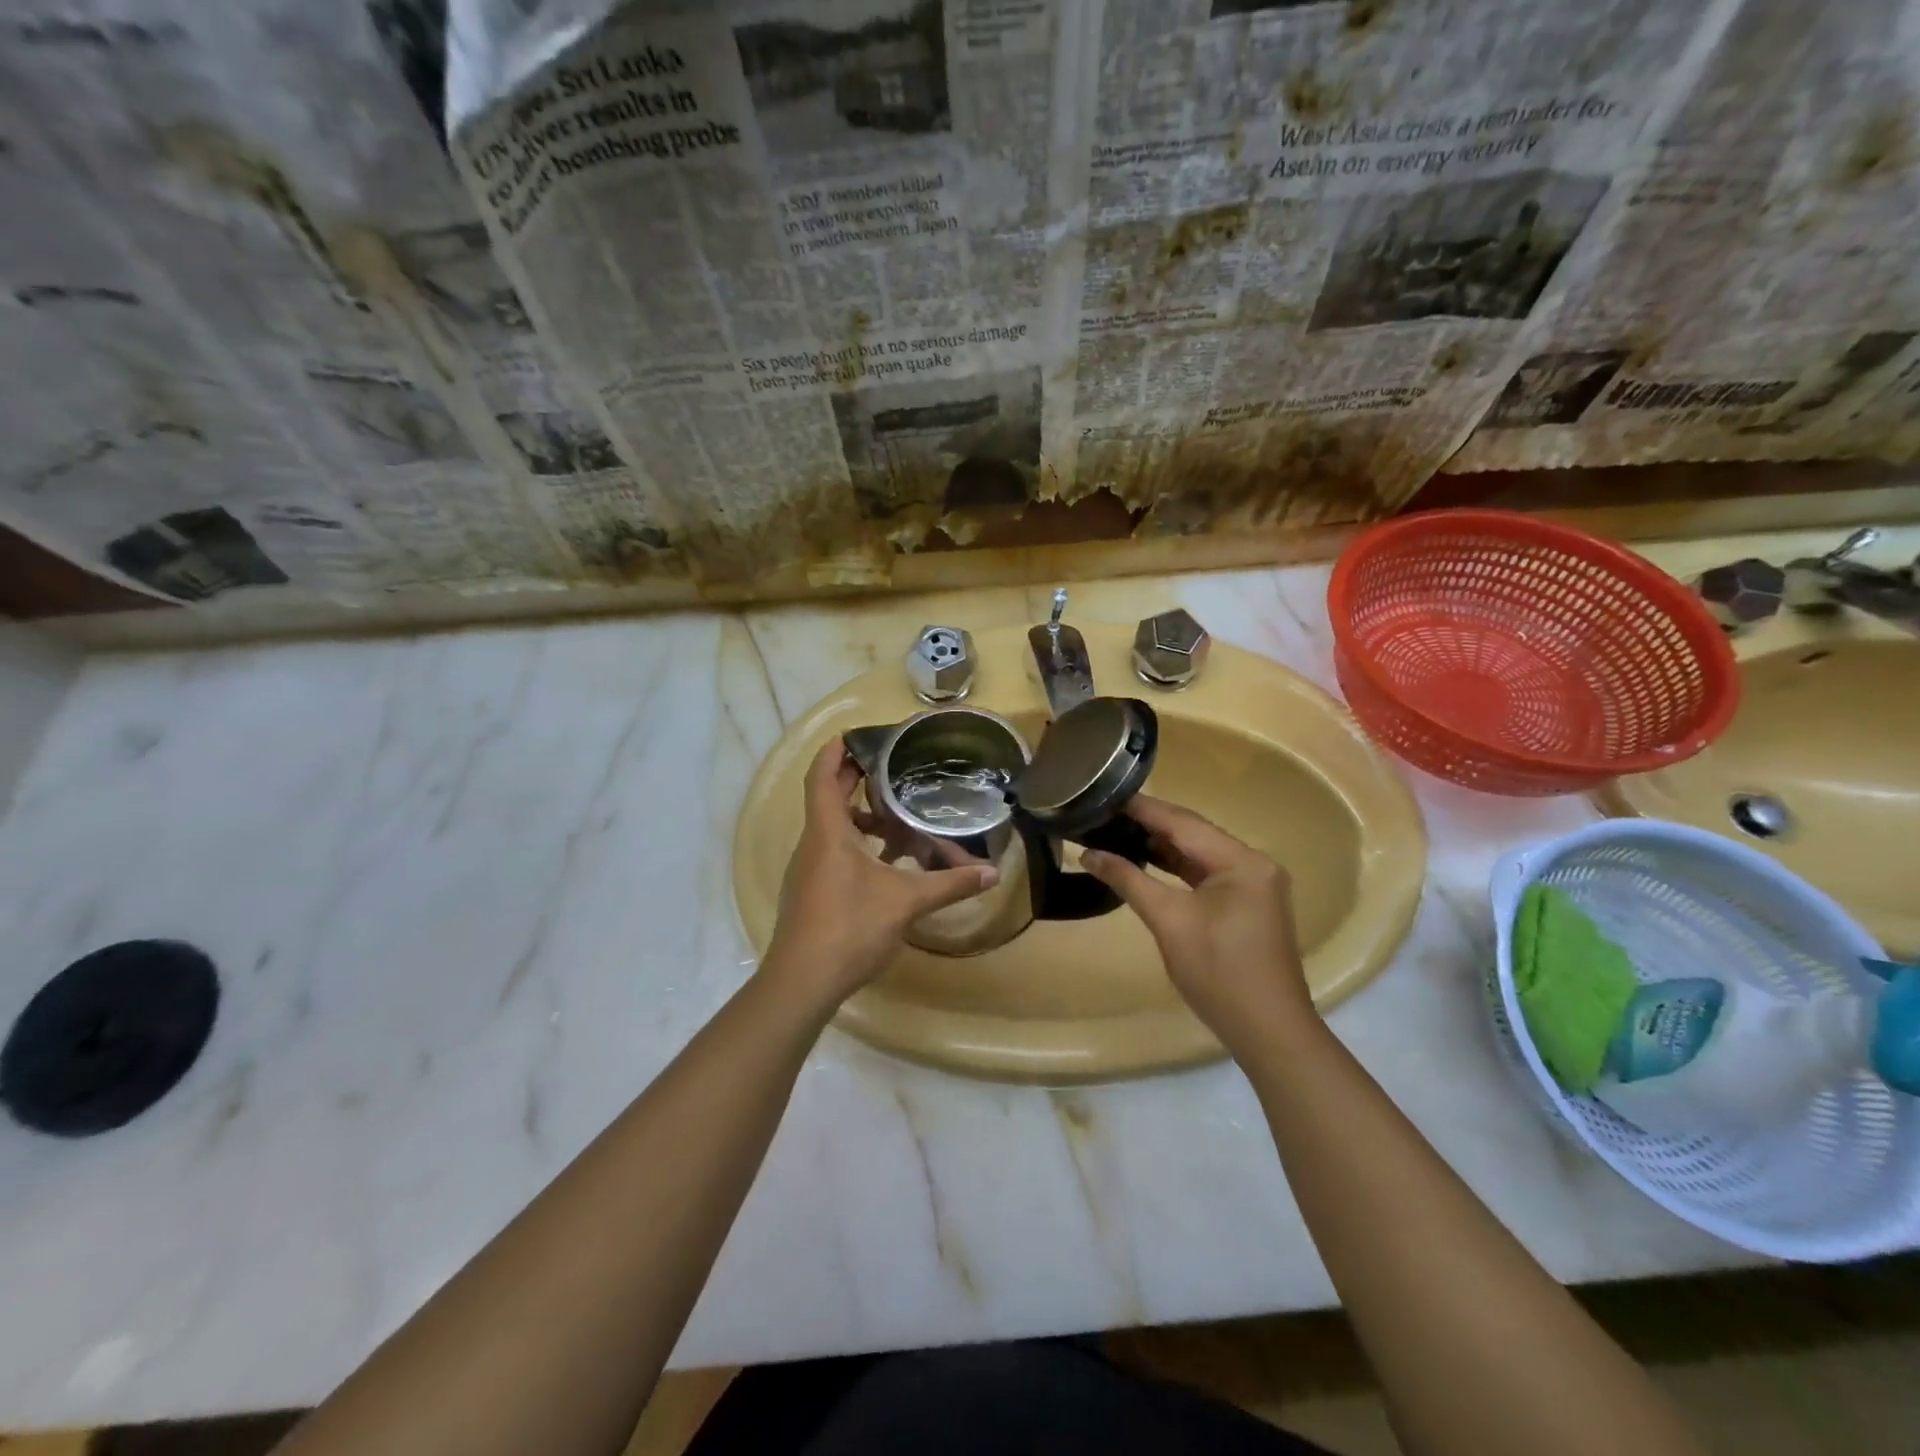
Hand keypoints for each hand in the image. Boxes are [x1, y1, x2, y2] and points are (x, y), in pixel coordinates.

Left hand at [764, 739, 997, 1006]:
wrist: (802, 982)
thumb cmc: (850, 927)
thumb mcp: (906, 902)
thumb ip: (949, 884)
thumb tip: (993, 873)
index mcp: (827, 833)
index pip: (822, 778)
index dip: (834, 753)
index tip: (853, 735)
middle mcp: (812, 845)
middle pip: (829, 800)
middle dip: (856, 782)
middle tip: (890, 770)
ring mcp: (807, 871)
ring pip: (833, 831)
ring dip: (861, 821)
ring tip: (898, 820)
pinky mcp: (810, 893)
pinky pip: (833, 854)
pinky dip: (858, 848)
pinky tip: (888, 865)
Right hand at [1081, 796, 1312, 1053]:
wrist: (1268, 1032)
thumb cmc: (1219, 973)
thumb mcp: (1169, 921)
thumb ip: (1128, 880)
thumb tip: (1088, 854)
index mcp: (1242, 861)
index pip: (1184, 823)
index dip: (1143, 808)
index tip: (1105, 793)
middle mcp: (1254, 864)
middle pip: (1194, 834)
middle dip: (1150, 823)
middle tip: (1106, 811)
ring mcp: (1254, 884)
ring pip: (1200, 854)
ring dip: (1162, 845)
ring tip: (1118, 830)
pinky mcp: (1248, 904)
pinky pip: (1207, 874)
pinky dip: (1178, 868)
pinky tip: (1147, 859)